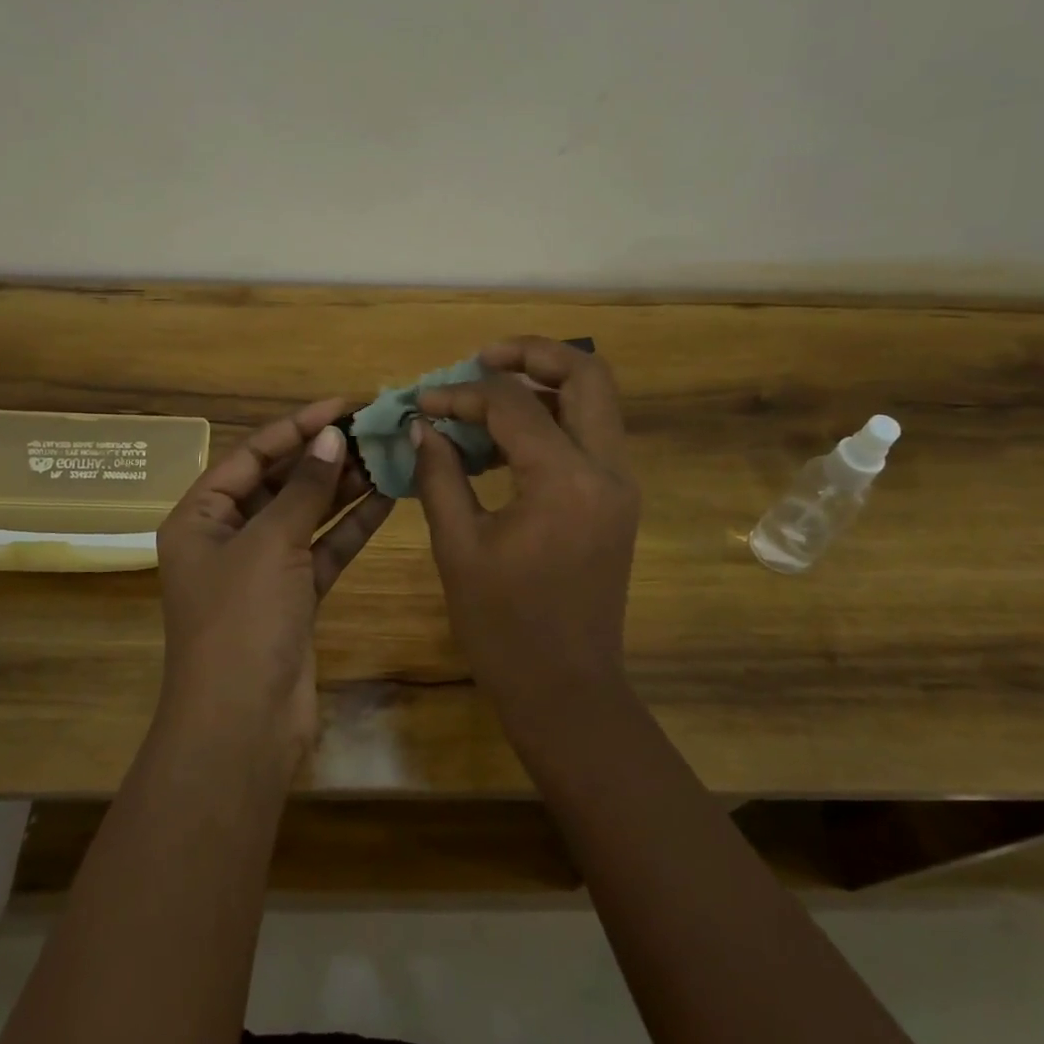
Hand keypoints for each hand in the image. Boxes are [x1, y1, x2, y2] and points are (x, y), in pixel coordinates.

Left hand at [157, 399, 392, 756]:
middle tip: (373, 430)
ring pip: (306, 516)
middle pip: (280, 483)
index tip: (345, 405)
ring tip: (386, 456)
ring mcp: (262, 570)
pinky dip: (350, 526)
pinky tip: (387, 499)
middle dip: (324, 456)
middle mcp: (227, 537)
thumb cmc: (241, 621)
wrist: (242, 725)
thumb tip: (332, 437)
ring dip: (343, 488)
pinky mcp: (293, 598)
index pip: (252, 455)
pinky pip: (323, 549)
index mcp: (200, 517)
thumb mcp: (270, 544)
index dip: (297, 426)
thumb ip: (305, 488)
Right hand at [413, 337, 639, 712]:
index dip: (462, 394)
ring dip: (546, 384)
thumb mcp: (459, 546)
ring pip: (596, 400)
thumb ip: (440, 474)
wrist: (567, 690)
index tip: (424, 401)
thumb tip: (423, 425)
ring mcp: (620, 484)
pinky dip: (554, 420)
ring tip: (488, 397)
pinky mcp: (617, 500)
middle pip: (586, 374)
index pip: (513, 404)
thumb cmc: (504, 628)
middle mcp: (607, 469)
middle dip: (532, 354)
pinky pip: (591, 436)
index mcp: (564, 480)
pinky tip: (505, 442)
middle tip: (481, 360)